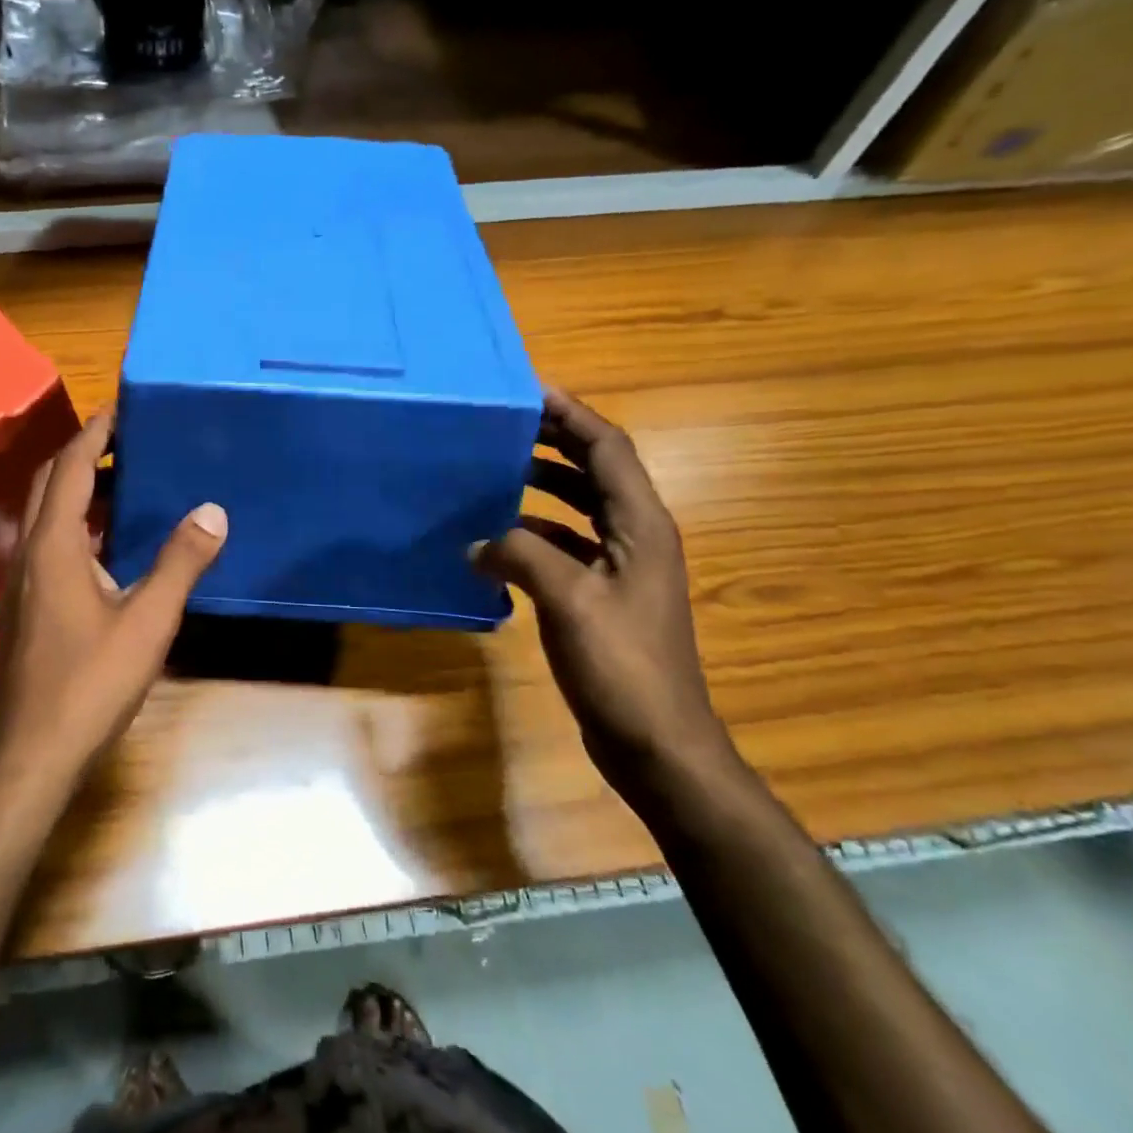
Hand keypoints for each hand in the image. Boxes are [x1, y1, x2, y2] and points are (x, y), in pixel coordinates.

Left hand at [0, 409, 227, 788]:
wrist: (32, 754)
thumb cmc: (90, 684)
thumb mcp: (147, 621)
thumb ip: (179, 563)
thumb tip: (212, 511)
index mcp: (53, 546)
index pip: (69, 468)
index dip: (94, 433)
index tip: (122, 408)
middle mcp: (28, 554)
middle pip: (48, 484)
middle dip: (83, 454)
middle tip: (128, 442)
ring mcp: (21, 583)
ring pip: (45, 516)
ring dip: (78, 491)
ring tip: (126, 484)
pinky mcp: (25, 607)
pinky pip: (47, 545)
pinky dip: (76, 525)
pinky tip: (110, 546)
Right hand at [471, 391, 734, 802]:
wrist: (656, 742)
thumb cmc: (623, 665)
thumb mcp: (569, 600)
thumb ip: (521, 556)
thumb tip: (477, 542)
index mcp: (641, 526)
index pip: (607, 449)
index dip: (572, 415)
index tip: (530, 391)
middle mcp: (636, 537)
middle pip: (595, 471)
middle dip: (554, 442)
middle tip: (504, 425)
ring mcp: (621, 569)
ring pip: (579, 508)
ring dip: (542, 486)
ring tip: (495, 472)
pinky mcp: (603, 597)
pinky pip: (566, 546)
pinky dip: (535, 533)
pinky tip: (498, 541)